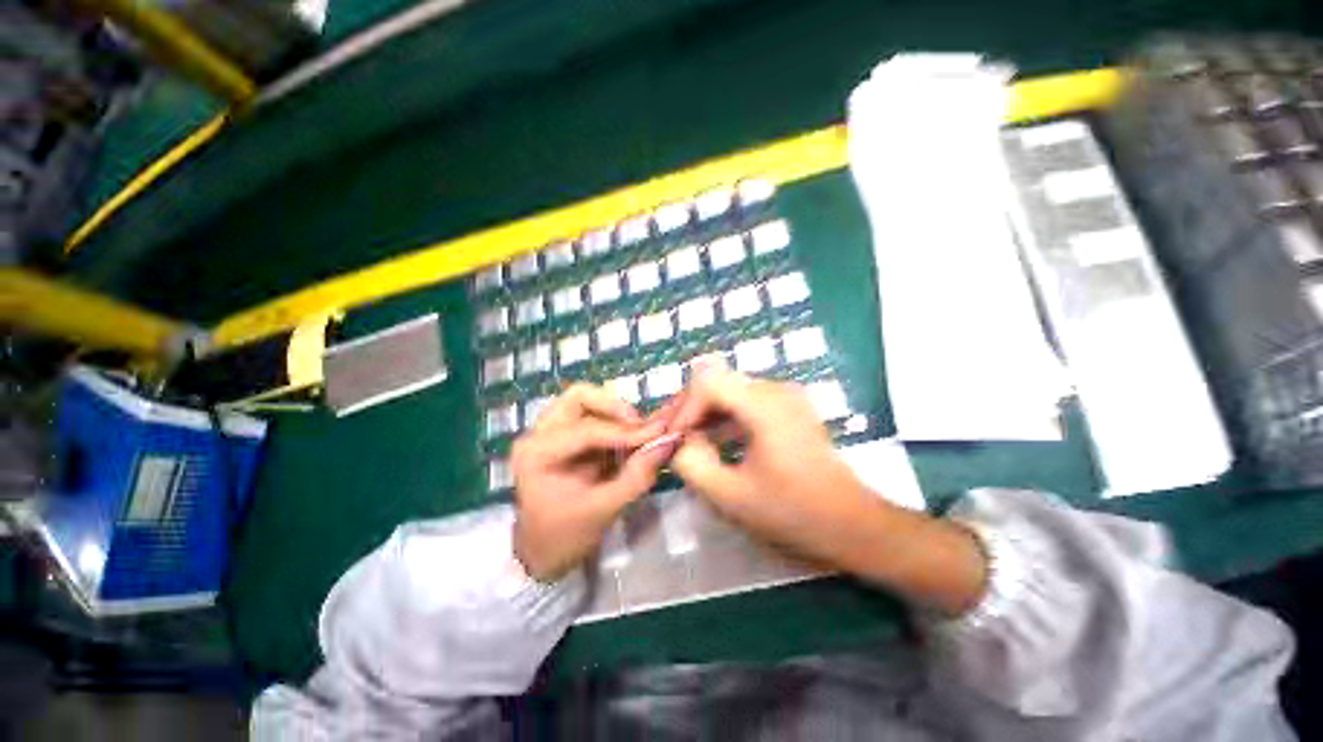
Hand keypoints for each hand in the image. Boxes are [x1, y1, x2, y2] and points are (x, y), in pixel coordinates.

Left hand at [512, 384, 673, 581]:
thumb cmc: (566, 536)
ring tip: (637, 432)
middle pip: (579, 397)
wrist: (542, 552)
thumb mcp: (604, 509)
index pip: (587, 430)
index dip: (627, 431)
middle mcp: (537, 434)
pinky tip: (628, 438)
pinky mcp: (562, 433)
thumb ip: (637, 476)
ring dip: (614, 412)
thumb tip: (669, 443)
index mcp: (537, 454)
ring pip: (584, 400)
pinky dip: (613, 421)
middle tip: (641, 426)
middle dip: (615, 407)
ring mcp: (547, 431)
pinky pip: (590, 414)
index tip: (660, 432)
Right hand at [668, 366, 987, 615]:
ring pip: (730, 390)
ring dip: (707, 413)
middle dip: (692, 409)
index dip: (684, 407)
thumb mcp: (731, 496)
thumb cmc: (794, 513)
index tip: (674, 438)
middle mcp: (776, 390)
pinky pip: (746, 401)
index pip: (707, 381)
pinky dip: (725, 417)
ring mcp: (786, 397)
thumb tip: (680, 441)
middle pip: (718, 382)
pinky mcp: (790, 408)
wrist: (854, 525)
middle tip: (676, 439)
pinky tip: (716, 441)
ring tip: (691, 441)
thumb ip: (692, 464)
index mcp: (764, 405)